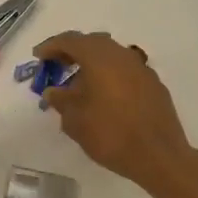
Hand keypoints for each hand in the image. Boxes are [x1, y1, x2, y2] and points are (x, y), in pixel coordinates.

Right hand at [36, 32, 197, 194]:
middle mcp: (122, 56)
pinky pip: (125, 70)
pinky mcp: (154, 85)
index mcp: (100, 58)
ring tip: (78, 82)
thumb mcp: (74, 120)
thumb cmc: (110, 134)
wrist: (159, 156)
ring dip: (92, 62)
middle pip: (93, 43)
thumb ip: (60, 100)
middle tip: (56, 65)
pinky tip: (103, 95)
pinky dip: (109, 74)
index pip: (71, 41)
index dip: (51, 46)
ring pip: (111, 55)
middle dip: (72, 51)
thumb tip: (53, 91)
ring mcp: (141, 69)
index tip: (38, 56)